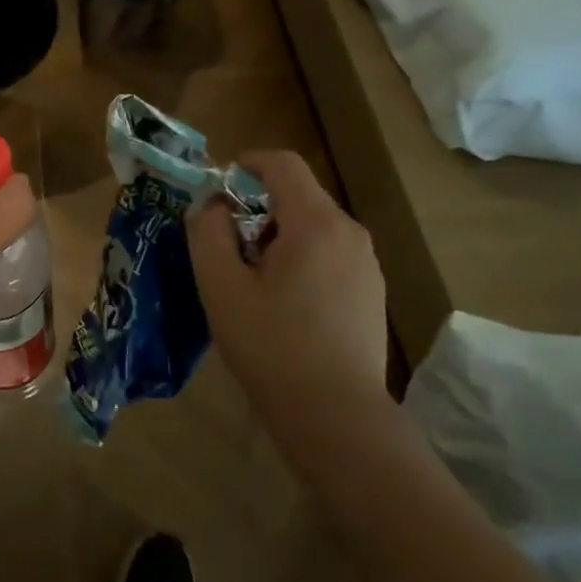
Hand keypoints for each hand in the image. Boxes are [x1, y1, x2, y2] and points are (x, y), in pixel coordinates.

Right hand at [186, 150, 392, 432]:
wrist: (337, 418)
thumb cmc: (272, 347)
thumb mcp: (221, 287)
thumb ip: (208, 232)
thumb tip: (213, 206)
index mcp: (316, 223)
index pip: (281, 163)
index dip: (244, 164)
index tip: (216, 193)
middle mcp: (349, 232)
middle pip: (298, 194)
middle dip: (256, 207)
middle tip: (226, 247)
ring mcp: (367, 263)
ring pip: (313, 225)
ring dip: (277, 234)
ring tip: (251, 279)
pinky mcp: (372, 290)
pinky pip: (330, 252)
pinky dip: (301, 257)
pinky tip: (284, 303)